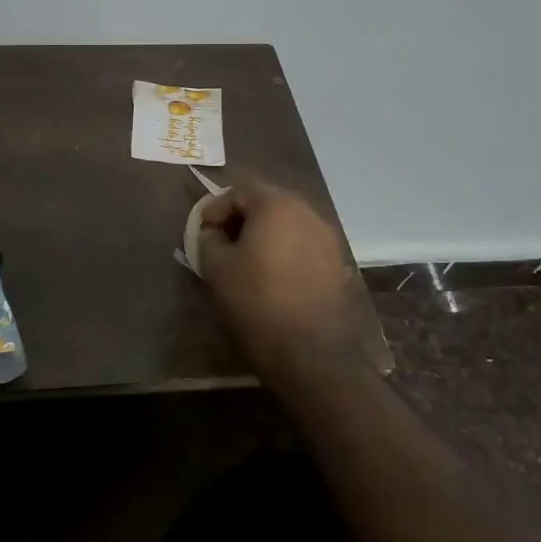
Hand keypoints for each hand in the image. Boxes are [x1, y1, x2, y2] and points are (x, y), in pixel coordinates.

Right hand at [196, 174, 370, 379]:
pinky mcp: (337, 263)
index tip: (203, 232)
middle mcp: (307, 212)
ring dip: (264, 235)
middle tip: (222, 243)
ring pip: (287, 224)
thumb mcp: (217, 268)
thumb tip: (212, 232)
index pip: (239, 190)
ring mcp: (327, 237)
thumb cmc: (257, 300)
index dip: (216, 208)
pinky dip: (284, 251)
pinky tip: (272, 276)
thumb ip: (208, 240)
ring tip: (246, 261)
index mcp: (276, 205)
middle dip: (241, 219)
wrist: (311, 350)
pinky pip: (303, 245)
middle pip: (267, 203)